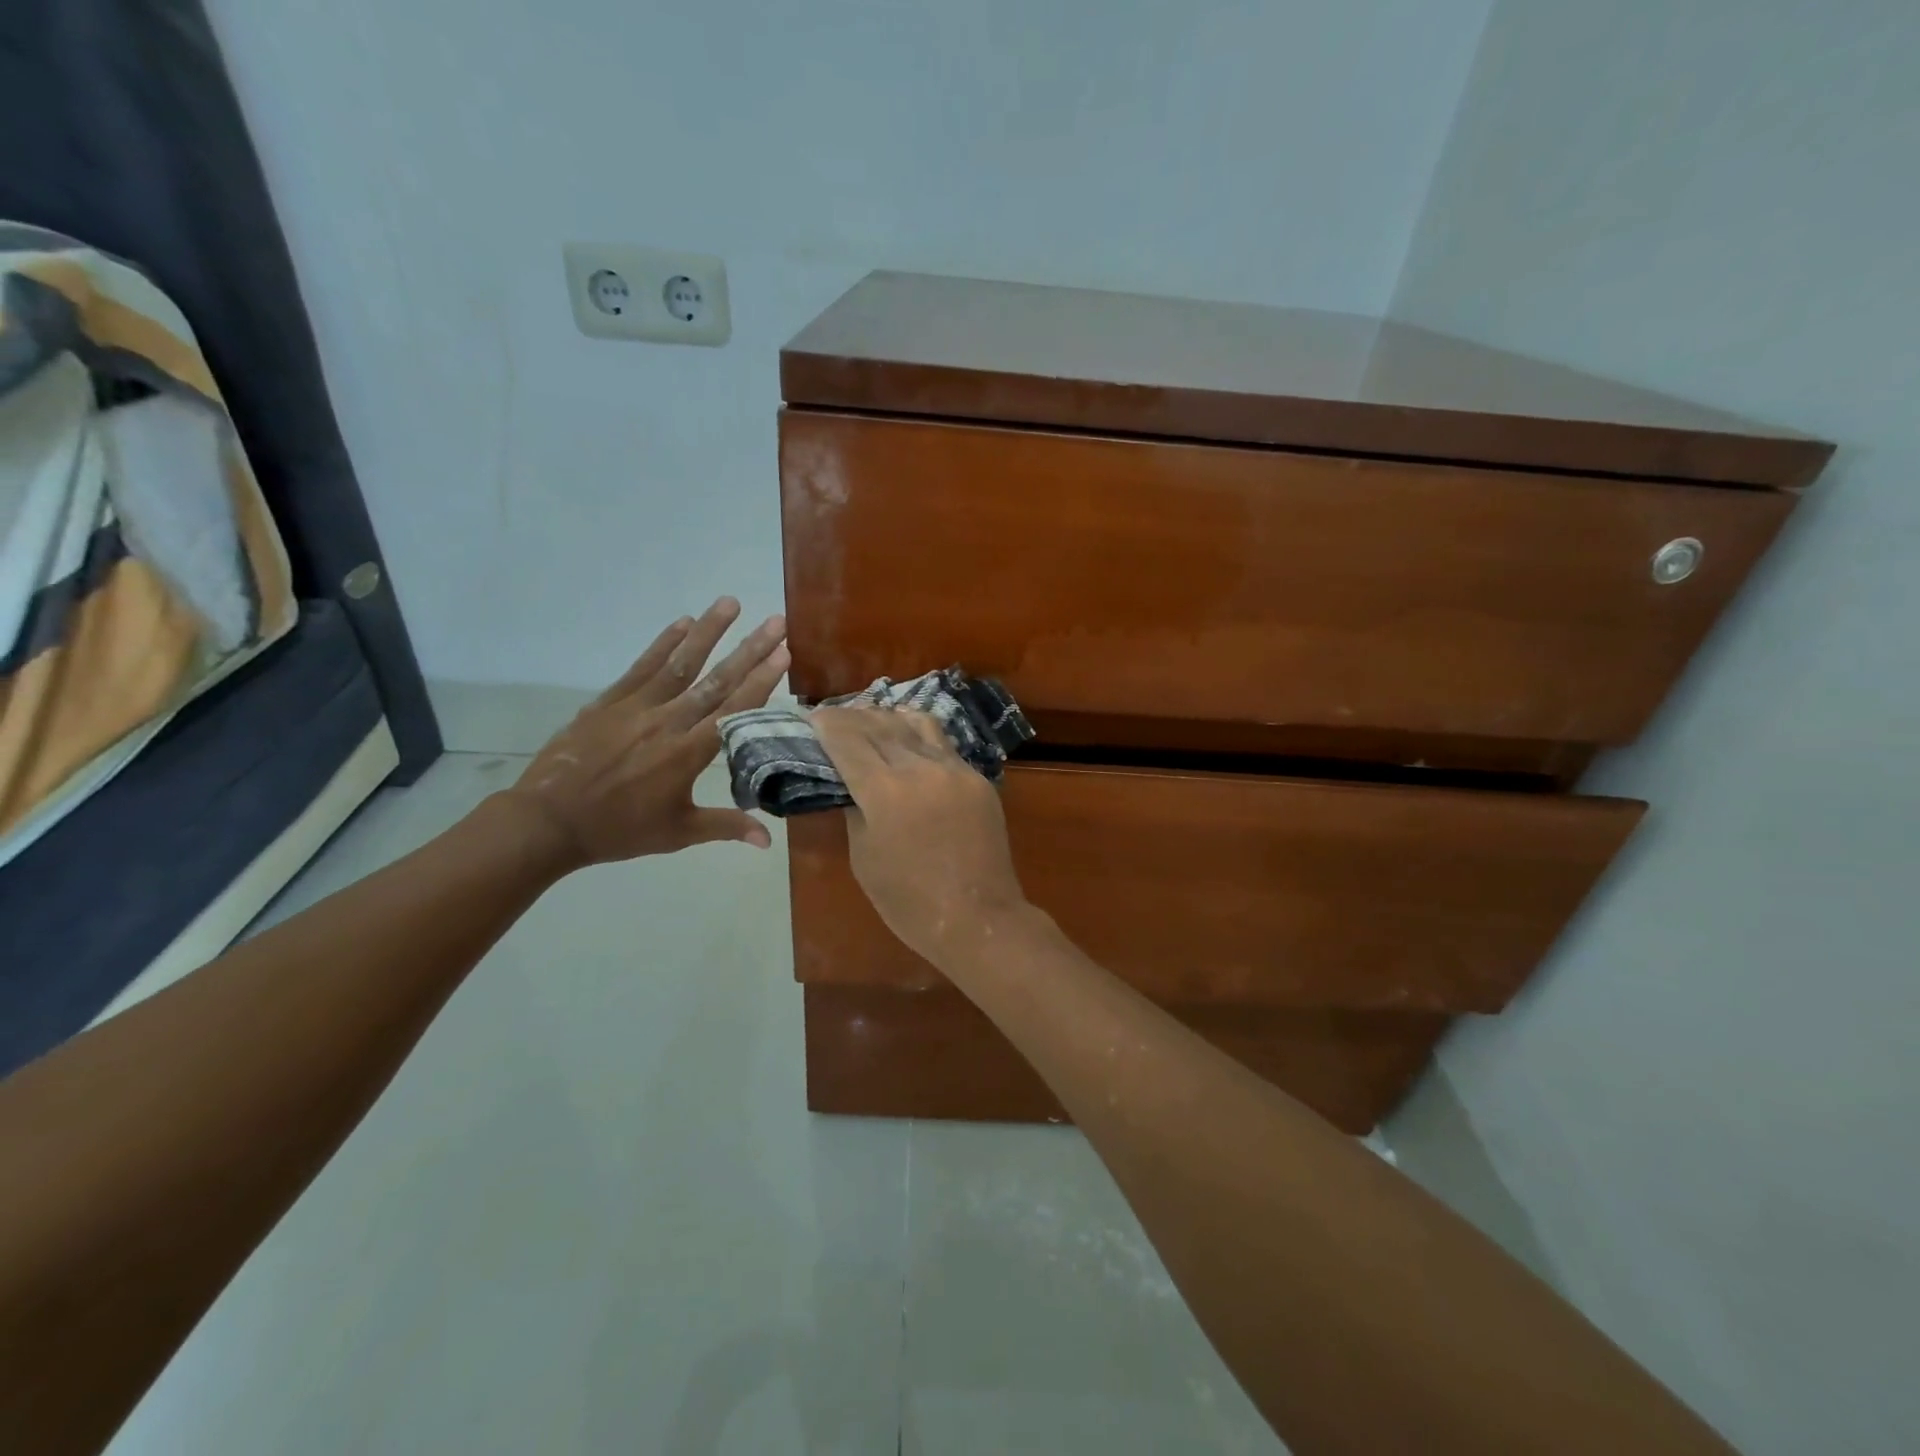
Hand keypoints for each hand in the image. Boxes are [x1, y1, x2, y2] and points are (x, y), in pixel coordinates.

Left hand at [504, 598, 788, 867]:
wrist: (548, 821)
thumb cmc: (619, 830)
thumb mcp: (677, 833)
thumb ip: (726, 827)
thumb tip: (768, 841)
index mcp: (687, 754)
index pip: (733, 711)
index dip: (761, 681)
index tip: (784, 653)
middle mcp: (667, 722)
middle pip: (715, 680)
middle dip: (749, 649)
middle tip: (775, 621)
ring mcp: (636, 707)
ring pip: (679, 663)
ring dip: (708, 631)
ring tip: (730, 602)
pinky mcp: (609, 701)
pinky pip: (642, 666)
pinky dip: (663, 643)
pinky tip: (683, 622)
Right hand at [811, 706, 1029, 966]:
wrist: (979, 918)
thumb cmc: (909, 902)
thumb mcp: (864, 857)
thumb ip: (856, 811)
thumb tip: (853, 784)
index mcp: (885, 791)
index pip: (847, 739)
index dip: (827, 724)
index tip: (812, 717)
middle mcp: (920, 768)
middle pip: (879, 724)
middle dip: (852, 716)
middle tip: (834, 717)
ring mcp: (954, 769)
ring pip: (916, 724)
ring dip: (887, 717)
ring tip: (870, 719)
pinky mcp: (977, 778)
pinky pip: (943, 744)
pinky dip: (918, 733)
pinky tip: (908, 736)